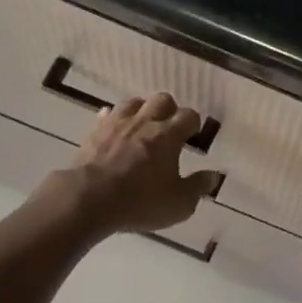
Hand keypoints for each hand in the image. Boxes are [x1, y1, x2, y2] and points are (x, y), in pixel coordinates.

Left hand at [34, 92, 222, 235]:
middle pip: (162, 100)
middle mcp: (145, 122)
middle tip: (169, 129)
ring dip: (141, 110)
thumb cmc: (140, 201)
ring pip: (134, 102)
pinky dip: (114, 120)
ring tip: (143, 127)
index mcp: (169, 134)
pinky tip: (115, 132)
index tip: (193, 137)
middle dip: (169, 110)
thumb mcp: (179, 203)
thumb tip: (214, 175)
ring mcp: (117, 124)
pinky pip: (106, 116)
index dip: (194, 124)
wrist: (88, 200)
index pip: (189, 116)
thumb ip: (198, 186)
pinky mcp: (94, 132)